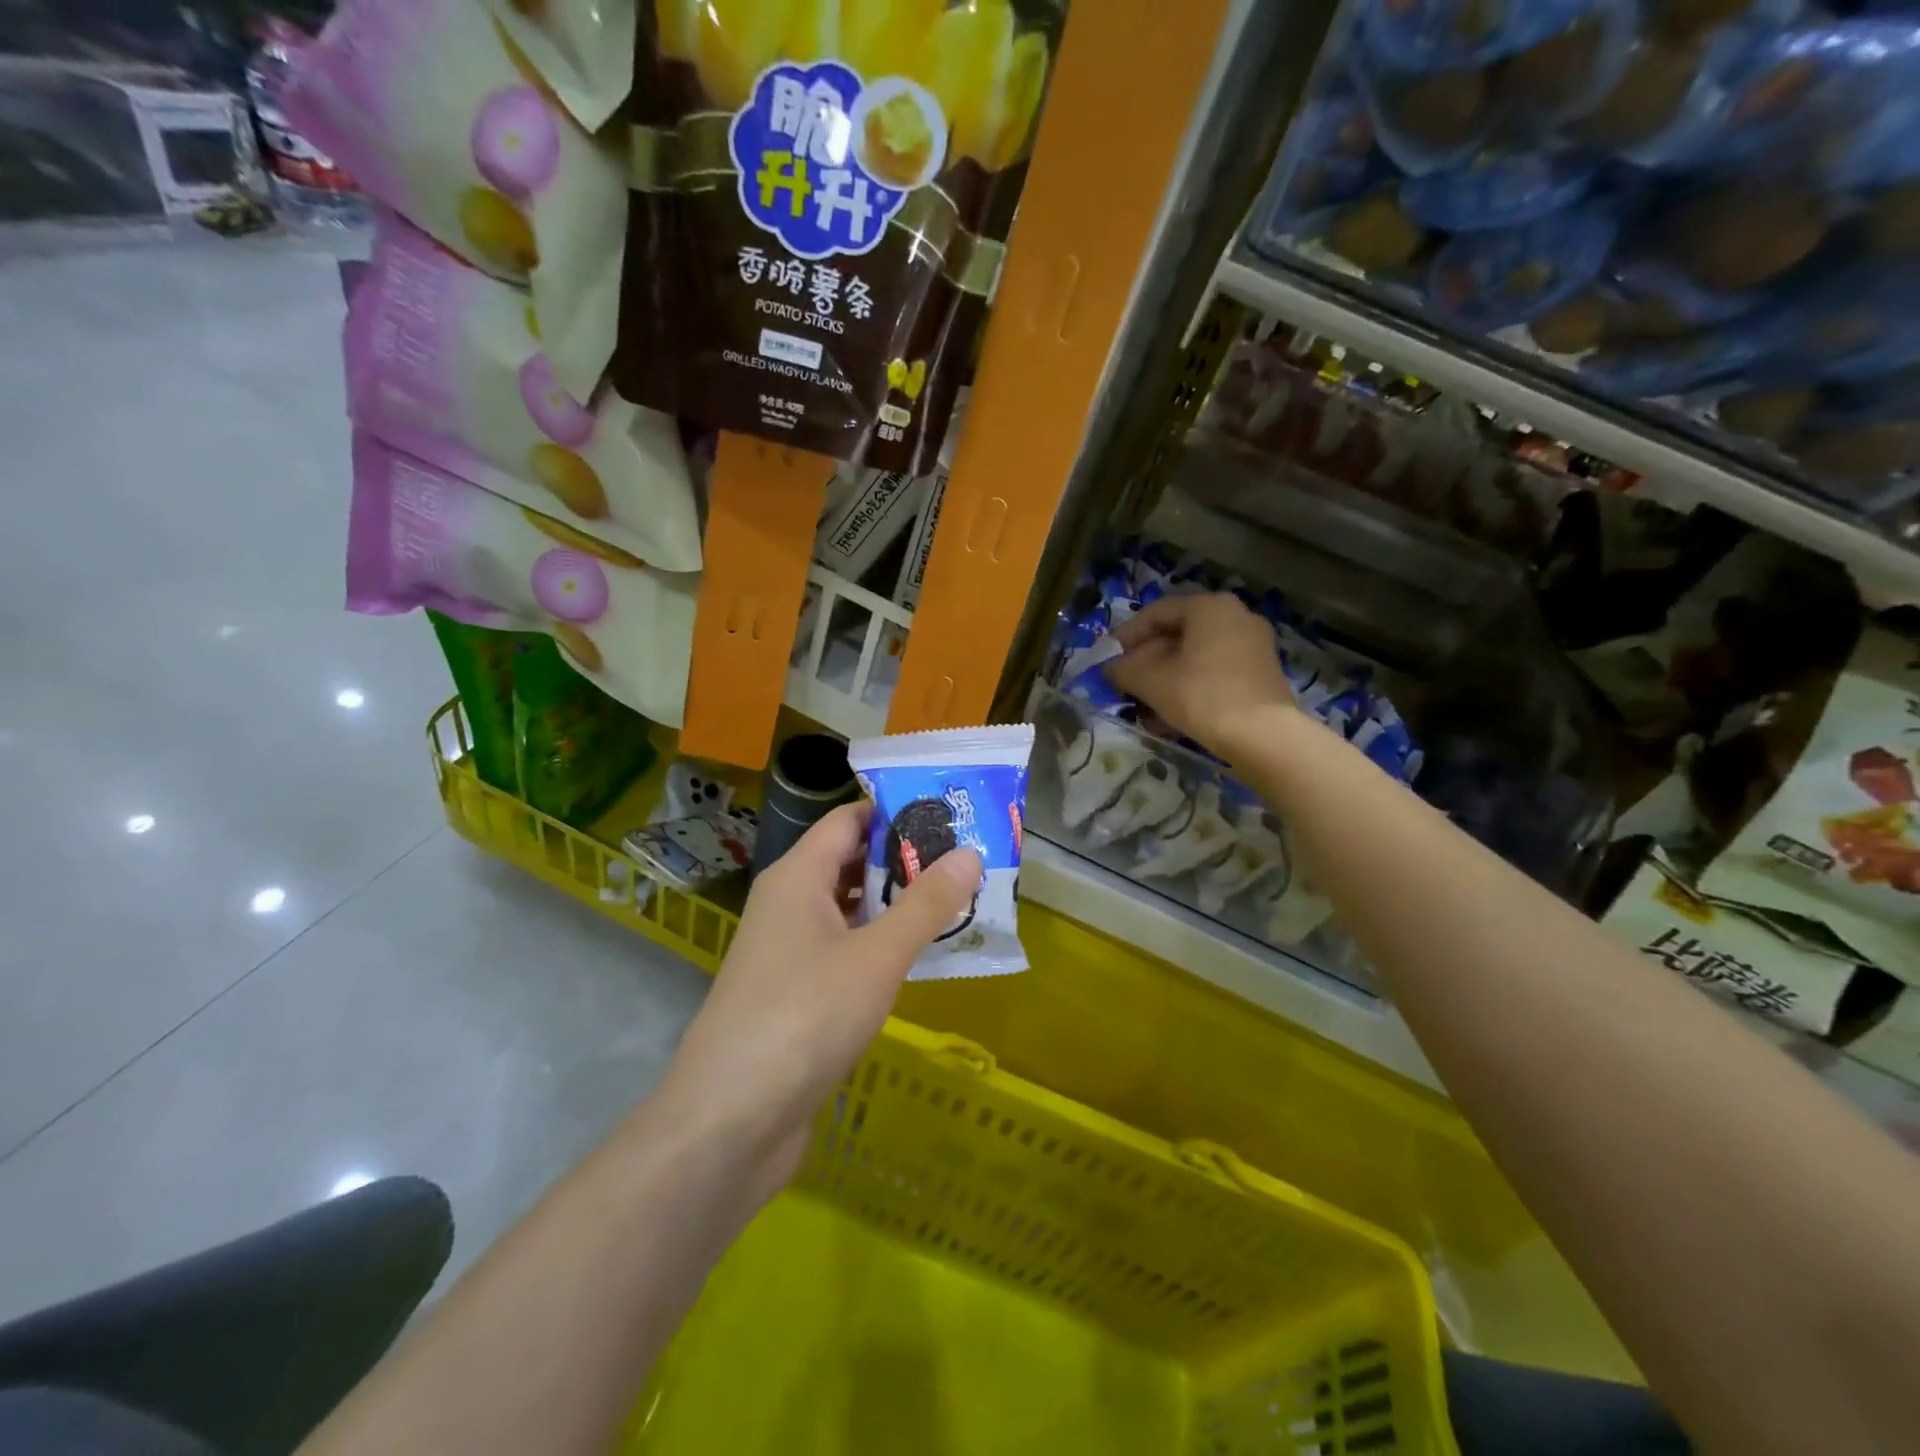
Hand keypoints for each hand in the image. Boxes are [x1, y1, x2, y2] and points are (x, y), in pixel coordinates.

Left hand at [660, 801, 981, 1201]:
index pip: (849, 820)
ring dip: (897, 905)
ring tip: (958, 902)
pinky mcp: (796, 994)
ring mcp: (789, 951)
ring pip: (851, 909)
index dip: (896, 811)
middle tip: (968, 859)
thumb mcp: (876, 956)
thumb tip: (969, 853)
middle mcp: (789, 903)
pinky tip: (921, 958)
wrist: (729, 1122)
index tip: (950, 813)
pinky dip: (882, 945)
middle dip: (906, 859)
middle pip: (851, 861)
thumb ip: (925, 904)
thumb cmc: (804, 1017)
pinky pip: (846, 950)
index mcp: (798, 876)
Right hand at [1107, 593, 1294, 757]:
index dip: (1126, 636)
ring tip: (1145, 704)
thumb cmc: (1202, 696)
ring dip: (1166, 677)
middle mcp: (1236, 616)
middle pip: (1178, 634)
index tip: (1107, 658)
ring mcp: (1253, 644)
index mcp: (1210, 606)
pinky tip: (1172, 714)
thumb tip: (1109, 668)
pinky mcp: (1261, 673)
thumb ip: (1123, 669)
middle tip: (1125, 682)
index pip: (1156, 613)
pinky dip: (1190, 686)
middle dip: (1146, 660)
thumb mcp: (1151, 681)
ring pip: (1196, 656)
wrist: (1263, 736)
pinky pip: (1215, 671)